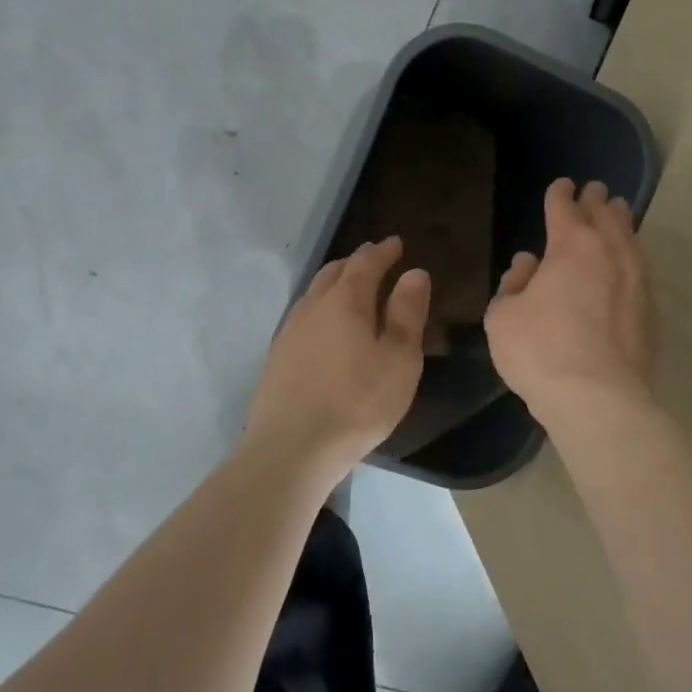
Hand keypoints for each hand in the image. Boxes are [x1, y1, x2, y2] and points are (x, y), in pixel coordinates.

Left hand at [242, 236, 430, 481]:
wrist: (291, 448)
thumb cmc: (357, 402)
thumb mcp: (399, 359)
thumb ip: (407, 313)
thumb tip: (415, 273)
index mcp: (346, 301)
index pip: (366, 263)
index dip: (383, 251)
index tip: (397, 243)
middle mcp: (312, 306)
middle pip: (334, 272)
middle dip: (357, 262)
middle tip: (375, 258)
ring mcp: (289, 331)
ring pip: (314, 293)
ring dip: (335, 283)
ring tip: (351, 288)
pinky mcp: (277, 357)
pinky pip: (303, 316)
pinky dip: (321, 308)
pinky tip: (326, 326)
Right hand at [485, 178, 656, 418]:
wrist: (598, 398)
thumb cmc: (540, 351)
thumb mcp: (503, 316)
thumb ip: (513, 284)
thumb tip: (529, 264)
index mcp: (571, 246)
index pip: (564, 209)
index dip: (559, 195)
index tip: (561, 185)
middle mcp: (610, 254)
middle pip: (605, 217)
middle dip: (596, 201)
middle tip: (595, 190)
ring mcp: (636, 281)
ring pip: (630, 239)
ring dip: (621, 222)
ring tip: (619, 211)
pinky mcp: (651, 310)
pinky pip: (642, 268)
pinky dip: (633, 255)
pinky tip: (631, 261)